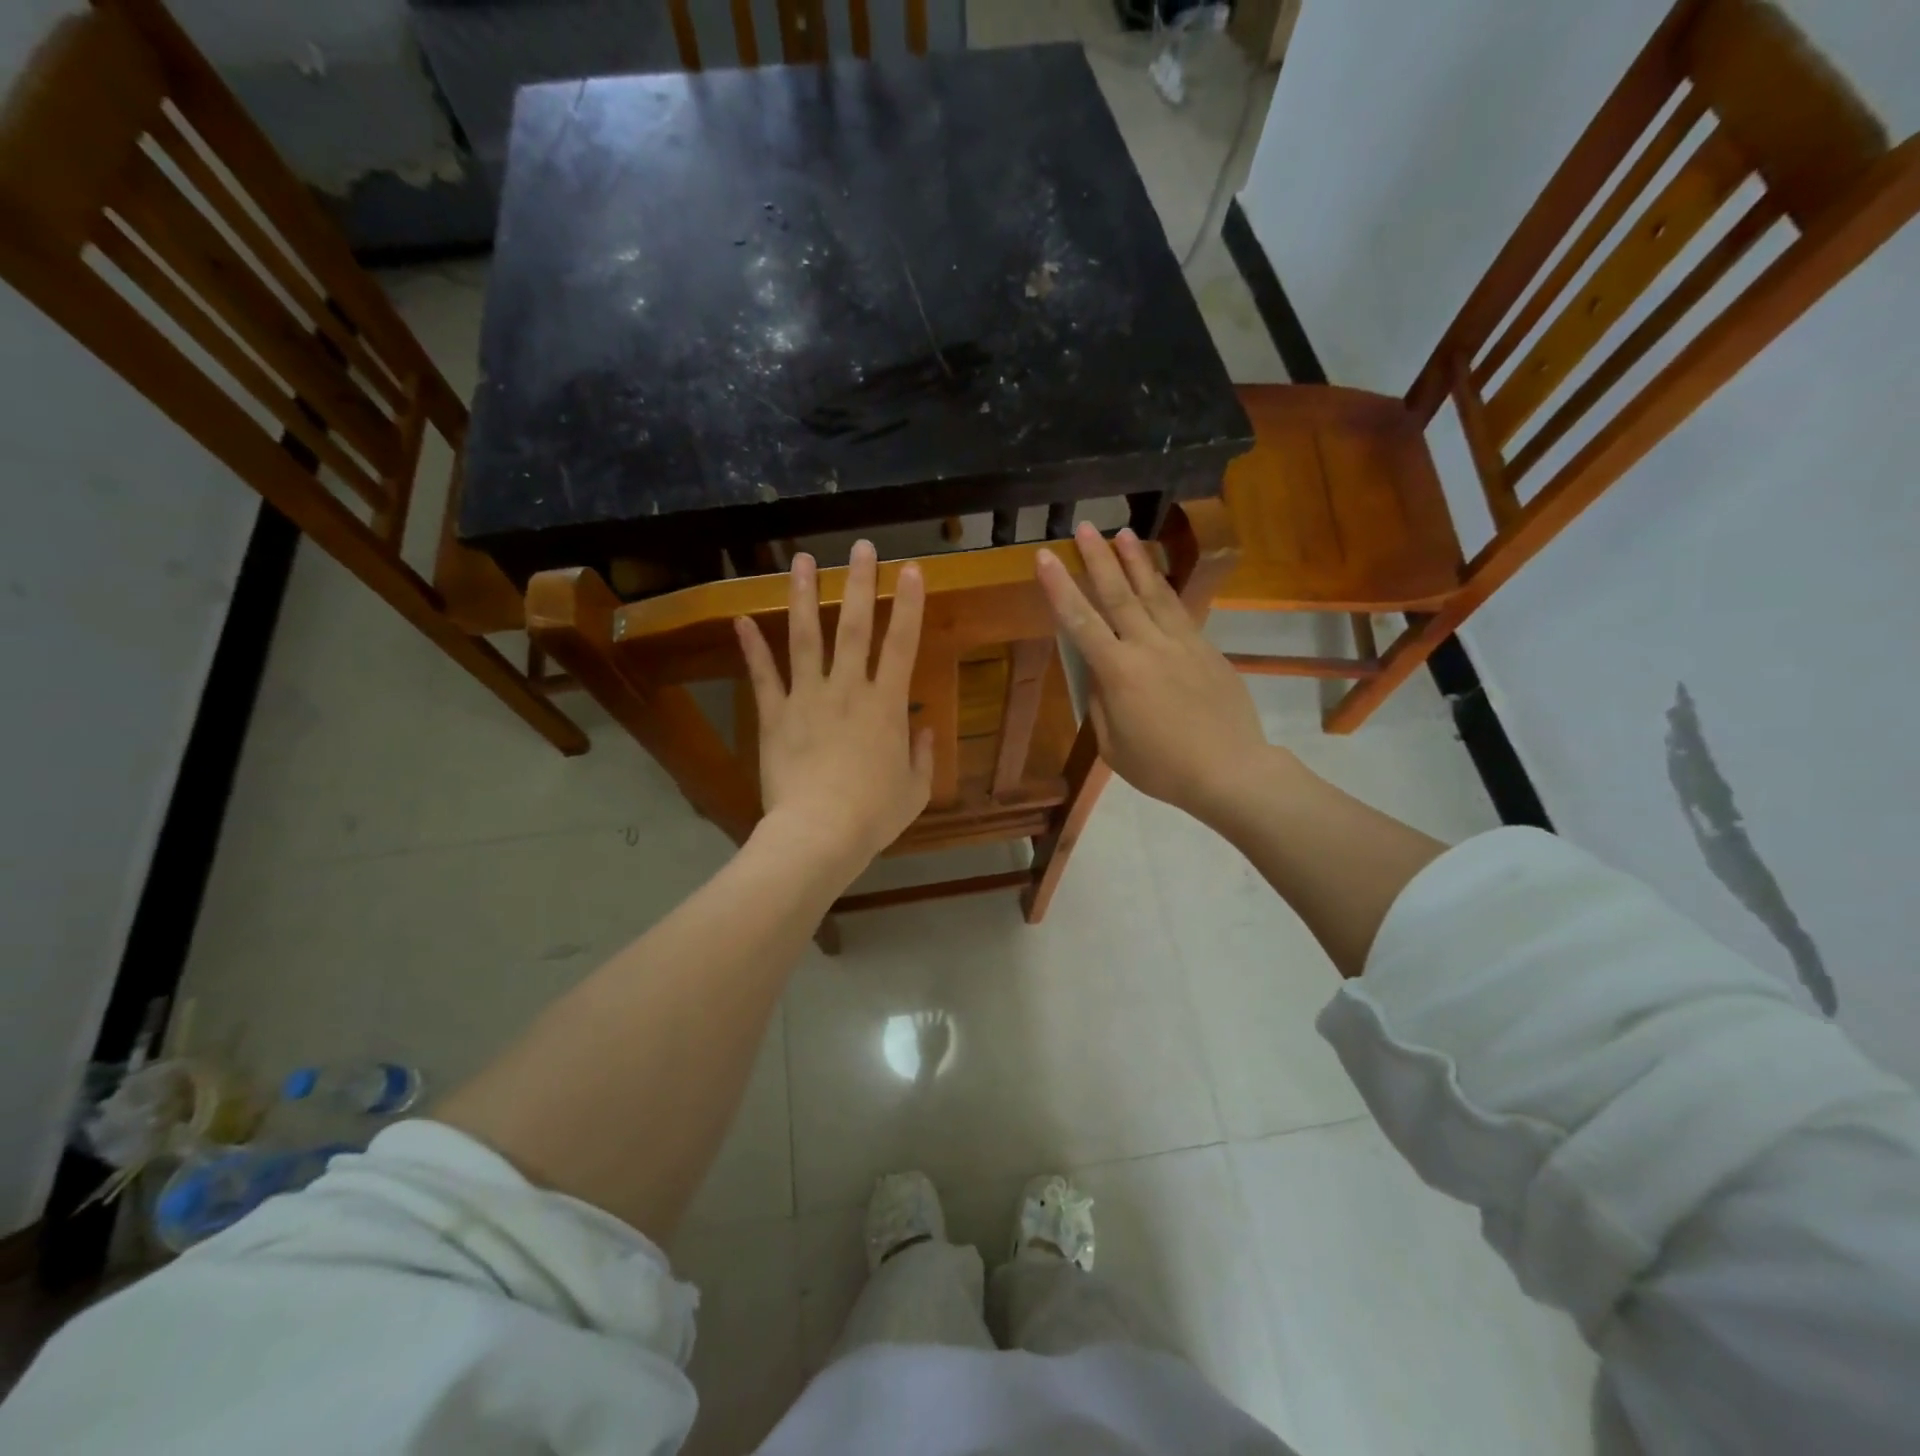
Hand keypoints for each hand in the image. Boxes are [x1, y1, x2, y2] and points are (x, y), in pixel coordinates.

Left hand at [736, 540, 933, 871]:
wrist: (819, 834)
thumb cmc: (874, 815)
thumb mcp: (915, 790)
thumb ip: (923, 756)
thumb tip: (924, 729)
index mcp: (886, 705)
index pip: (902, 644)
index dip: (908, 604)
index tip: (911, 569)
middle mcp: (847, 689)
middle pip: (853, 627)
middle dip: (859, 583)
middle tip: (860, 547)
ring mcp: (807, 698)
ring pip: (805, 638)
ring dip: (803, 596)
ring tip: (801, 560)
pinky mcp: (775, 715)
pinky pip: (763, 676)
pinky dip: (752, 647)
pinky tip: (741, 618)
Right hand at [1037, 523, 1275, 822]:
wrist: (1230, 770)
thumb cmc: (1163, 767)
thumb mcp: (1113, 745)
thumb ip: (1102, 704)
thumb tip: (1100, 675)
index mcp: (1119, 673)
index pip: (1081, 622)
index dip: (1060, 588)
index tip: (1045, 556)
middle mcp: (1149, 647)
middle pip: (1118, 594)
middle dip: (1097, 558)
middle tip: (1083, 525)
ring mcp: (1182, 644)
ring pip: (1154, 593)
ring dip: (1136, 560)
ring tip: (1123, 532)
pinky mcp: (1206, 649)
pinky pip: (1179, 610)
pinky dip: (1164, 587)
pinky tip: (1157, 576)